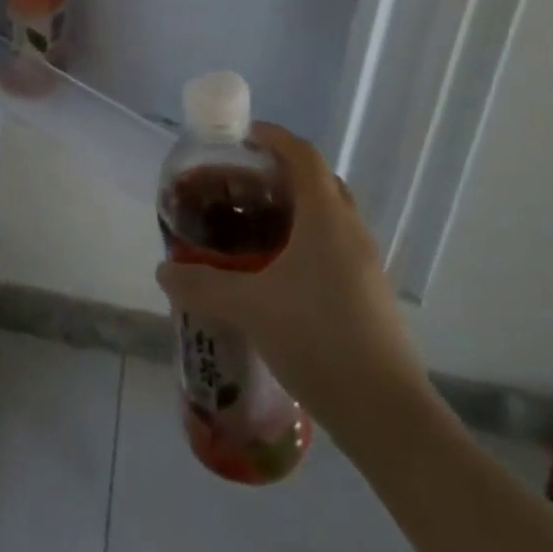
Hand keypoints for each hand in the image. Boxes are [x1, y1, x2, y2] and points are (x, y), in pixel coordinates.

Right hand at [155, 122, 428, 421]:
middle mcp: (350, 230)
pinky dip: (310, 241)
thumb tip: (164, 271)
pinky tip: (283, 274)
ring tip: (258, 226)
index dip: (274, 137)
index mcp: (325, 216)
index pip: (303, 154)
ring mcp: (367, 264)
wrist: (388, 415)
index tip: (243, 136)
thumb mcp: (250, 308)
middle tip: (245, 184)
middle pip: (319, 180)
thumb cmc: (318, 339)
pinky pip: (337, 246)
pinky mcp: (372, 295)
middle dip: (283, 172)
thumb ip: (202, 285)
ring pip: (331, 215)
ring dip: (298, 208)